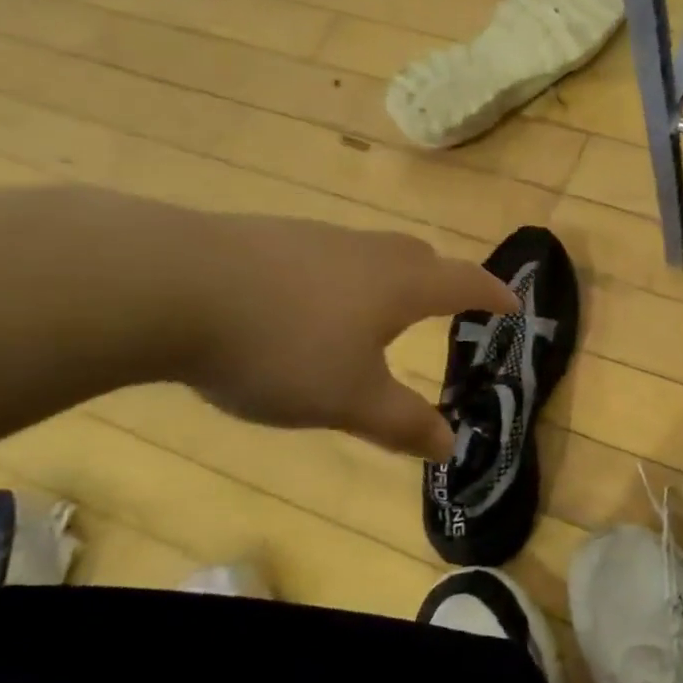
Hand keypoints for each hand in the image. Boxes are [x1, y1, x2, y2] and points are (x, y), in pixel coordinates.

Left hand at [188, 216, 515, 460]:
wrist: (170, 287)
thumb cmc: (283, 347)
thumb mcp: (349, 400)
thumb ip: (402, 423)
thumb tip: (450, 444)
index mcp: (399, 285)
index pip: (463, 283)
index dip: (492, 294)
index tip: (512, 303)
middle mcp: (365, 251)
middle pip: (419, 257)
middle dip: (441, 280)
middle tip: (446, 304)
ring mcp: (313, 238)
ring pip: (368, 253)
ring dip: (386, 277)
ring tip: (374, 310)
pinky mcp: (265, 238)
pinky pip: (323, 256)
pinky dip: (336, 278)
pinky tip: (304, 305)